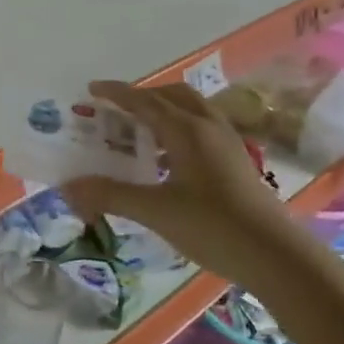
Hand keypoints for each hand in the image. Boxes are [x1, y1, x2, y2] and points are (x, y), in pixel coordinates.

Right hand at [62, 79, 321, 288]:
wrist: (275, 254)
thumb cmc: (213, 227)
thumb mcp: (156, 211)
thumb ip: (111, 195)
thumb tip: (68, 186)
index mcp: (187, 130)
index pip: (145, 101)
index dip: (117, 93)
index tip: (92, 89)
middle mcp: (208, 127)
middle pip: (172, 96)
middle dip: (143, 97)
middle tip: (117, 111)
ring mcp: (227, 143)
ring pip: (191, 110)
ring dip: (164, 111)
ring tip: (139, 132)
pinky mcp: (237, 161)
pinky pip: (202, 129)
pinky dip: (179, 129)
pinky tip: (168, 160)